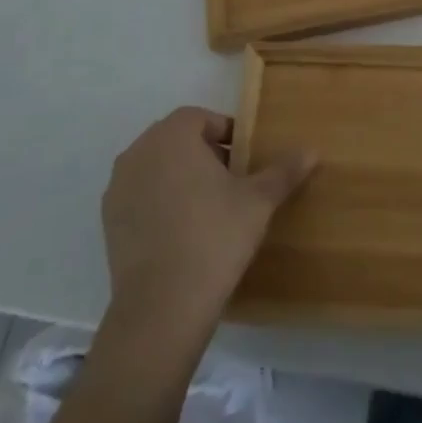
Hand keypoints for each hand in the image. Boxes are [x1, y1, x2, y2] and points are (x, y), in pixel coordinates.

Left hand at [101, 107, 314, 336]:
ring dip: (181, 176)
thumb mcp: (259, 201)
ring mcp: (118, 188)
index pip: (199, 117)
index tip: (245, 158)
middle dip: (204, 153)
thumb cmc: (215, 236)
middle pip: (176, 140)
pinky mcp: (109, 221)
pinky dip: (161, 202)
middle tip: (233, 181)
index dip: (226, 132)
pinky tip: (183, 231)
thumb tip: (312, 150)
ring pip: (156, 167)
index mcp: (172, 137)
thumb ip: (283, 171)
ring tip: (209, 207)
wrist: (163, 304)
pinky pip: (141, 196)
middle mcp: (138, 153)